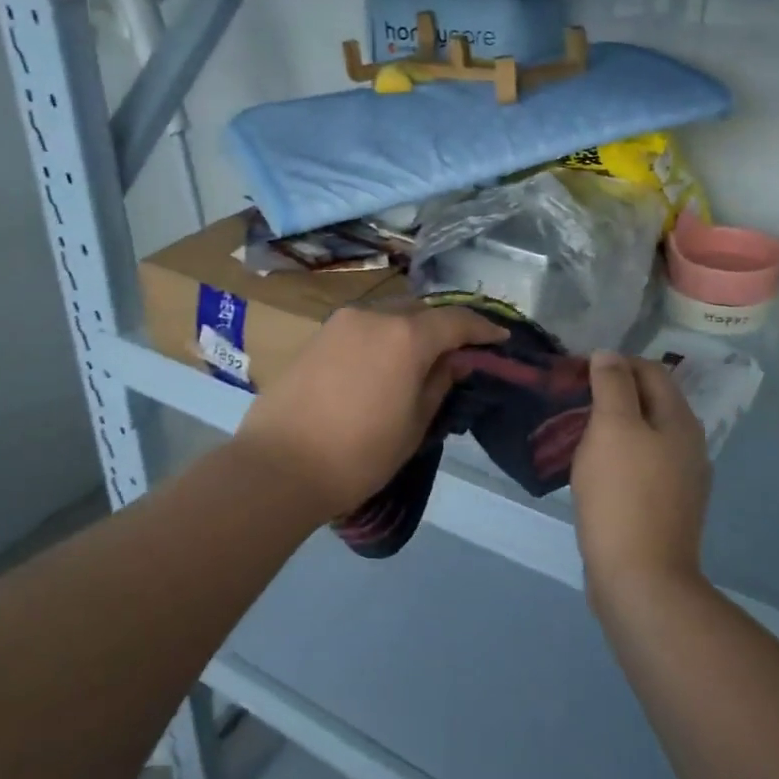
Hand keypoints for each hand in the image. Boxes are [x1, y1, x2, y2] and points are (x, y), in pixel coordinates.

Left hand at [230, 303, 503, 519]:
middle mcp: (374, 316)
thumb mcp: (414, 425)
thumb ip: (439, 384)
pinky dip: (382, 339)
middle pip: (421, 311)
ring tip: (420, 360)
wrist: (278, 467)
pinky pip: (362, 329)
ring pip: (389, 316)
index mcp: (406, 336)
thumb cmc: (359, 454)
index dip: (482, 329)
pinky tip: (383, 365)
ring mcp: (340, 323)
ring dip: (410, 331)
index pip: (456, 321)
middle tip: (459, 353)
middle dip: (444, 327)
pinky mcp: (317, 337)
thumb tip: (454, 360)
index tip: (500, 338)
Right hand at [571, 353, 710, 596]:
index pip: (651, 370)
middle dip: (612, 393)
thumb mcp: (612, 428)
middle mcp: (689, 445)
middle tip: (571, 400)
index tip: (576, 372)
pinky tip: (594, 470)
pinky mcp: (665, 507)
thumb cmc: (623, 494)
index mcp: (680, 420)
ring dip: (613, 426)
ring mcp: (681, 480)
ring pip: (645, 435)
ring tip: (576, 432)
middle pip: (650, 402)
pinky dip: (617, 456)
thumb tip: (609, 354)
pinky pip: (641, 466)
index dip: (614, 363)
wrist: (641, 578)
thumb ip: (612, 385)